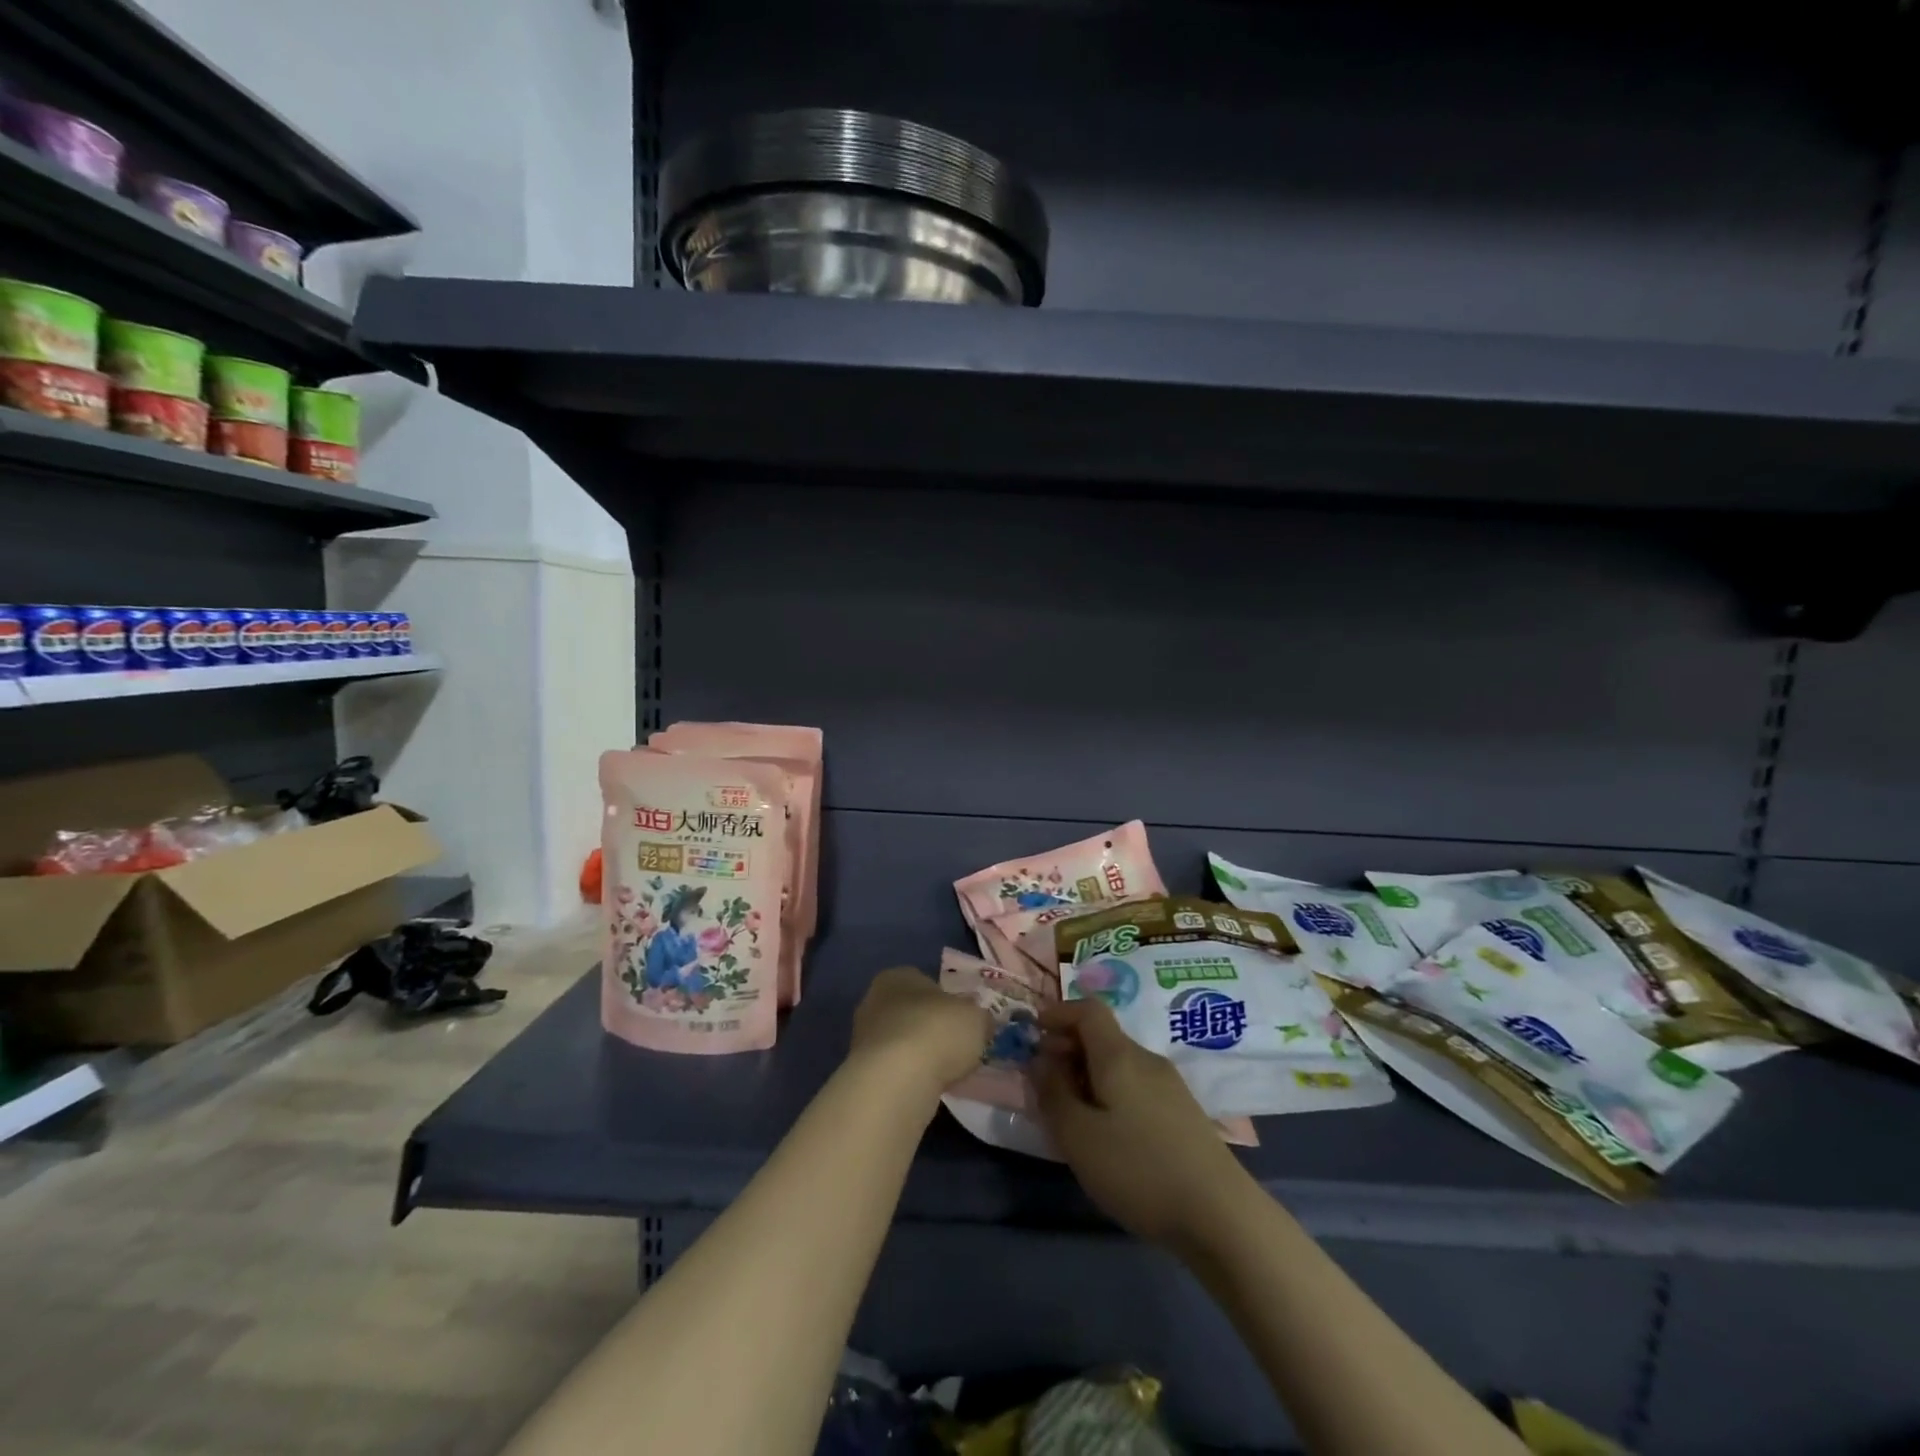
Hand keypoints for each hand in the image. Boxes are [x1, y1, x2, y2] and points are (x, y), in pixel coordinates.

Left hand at [848, 967, 991, 1103]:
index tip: (963, 1022)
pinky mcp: (860, 1070)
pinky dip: (908, 1076)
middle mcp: (874, 999)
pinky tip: (925, 1087)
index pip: (925, 983)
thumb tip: (980, 1021)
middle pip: (910, 1012)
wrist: (897, 1079)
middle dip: (930, 1028)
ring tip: (944, 1072)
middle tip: (955, 1048)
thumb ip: (979, 1016)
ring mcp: (863, 1036)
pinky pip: (893, 1068)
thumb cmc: (938, 1031)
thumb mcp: (976, 1018)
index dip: (947, 1002)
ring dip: (918, 1055)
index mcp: (898, 976)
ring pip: (900, 1042)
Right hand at [1032, 998, 1250, 1246]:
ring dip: (1087, 1075)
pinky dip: (1110, 1094)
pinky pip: (1135, 1087)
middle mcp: (1146, 1060)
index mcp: (1119, 1055)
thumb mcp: (1078, 1136)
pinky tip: (1106, 1134)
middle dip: (1067, 1048)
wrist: (1222, 1216)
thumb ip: (1052, 1093)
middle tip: (1043, 1081)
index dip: (1058, 1013)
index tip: (1034, 1033)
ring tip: (1070, 1114)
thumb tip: (1040, 1060)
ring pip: (1118, 1065)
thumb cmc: (1139, 1170)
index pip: (1088, 1009)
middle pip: (1102, 1037)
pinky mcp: (1183, 1114)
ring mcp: (1170, 1087)